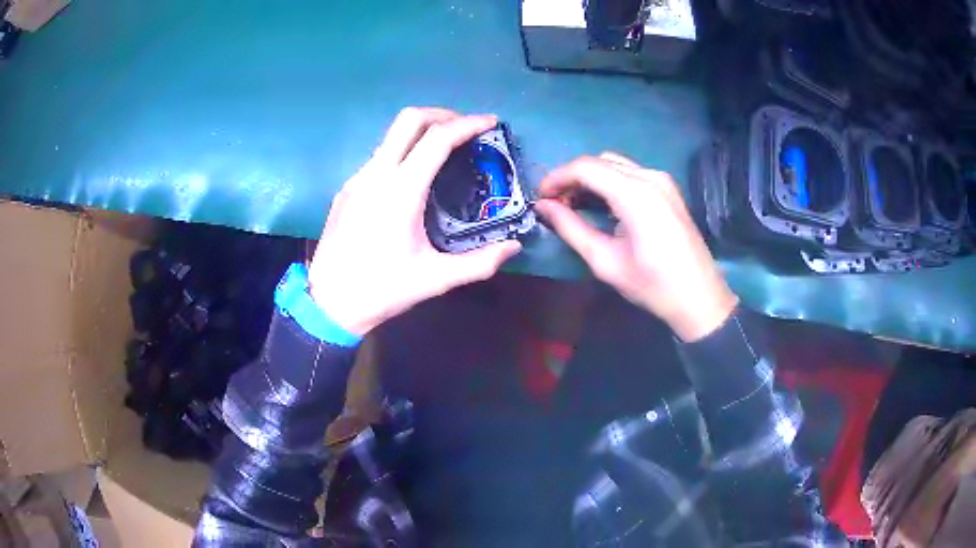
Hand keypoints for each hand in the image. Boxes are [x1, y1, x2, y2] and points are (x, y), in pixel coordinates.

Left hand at [307, 108, 521, 334]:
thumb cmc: (382, 290)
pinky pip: (379, 157)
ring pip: (391, 136)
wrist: (328, 303)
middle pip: (409, 119)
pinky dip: (403, 152)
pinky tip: (413, 179)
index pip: (438, 139)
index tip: (490, 122)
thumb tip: (514, 247)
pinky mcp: (347, 189)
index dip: (468, 124)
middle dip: (442, 114)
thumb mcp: (435, 279)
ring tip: (445, 151)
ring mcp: (357, 179)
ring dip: (421, 132)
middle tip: (466, 128)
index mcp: (400, 191)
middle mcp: (376, 174)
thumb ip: (480, 262)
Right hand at [534, 153, 737, 341]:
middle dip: (571, 178)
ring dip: (590, 178)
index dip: (556, 178)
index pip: (584, 168)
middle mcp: (649, 176)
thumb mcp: (605, 260)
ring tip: (573, 205)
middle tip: (554, 204)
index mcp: (634, 193)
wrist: (699, 298)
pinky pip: (631, 174)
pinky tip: (601, 205)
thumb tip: (542, 207)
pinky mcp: (668, 189)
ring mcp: (662, 180)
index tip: (539, 198)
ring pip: (615, 165)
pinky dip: (609, 182)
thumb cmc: (651, 285)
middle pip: (599, 162)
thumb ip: (570, 228)